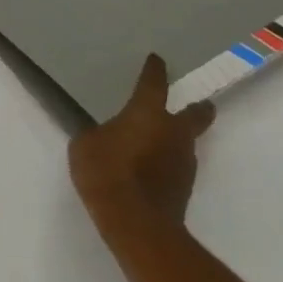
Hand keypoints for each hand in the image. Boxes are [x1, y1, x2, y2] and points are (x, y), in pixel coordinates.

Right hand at [68, 54, 215, 242]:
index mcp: (148, 113)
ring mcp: (184, 160)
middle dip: (197, 107)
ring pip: (187, 142)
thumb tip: (104, 135)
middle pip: (197, 113)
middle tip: (194, 104)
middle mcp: (174, 132)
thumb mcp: (85, 146)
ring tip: (154, 145)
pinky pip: (176, 166)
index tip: (157, 60)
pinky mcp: (184, 186)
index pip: (154, 83)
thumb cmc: (107, 172)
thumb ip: (96, 134)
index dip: (154, 70)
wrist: (136, 221)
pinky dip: (166, 164)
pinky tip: (149, 171)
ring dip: (175, 140)